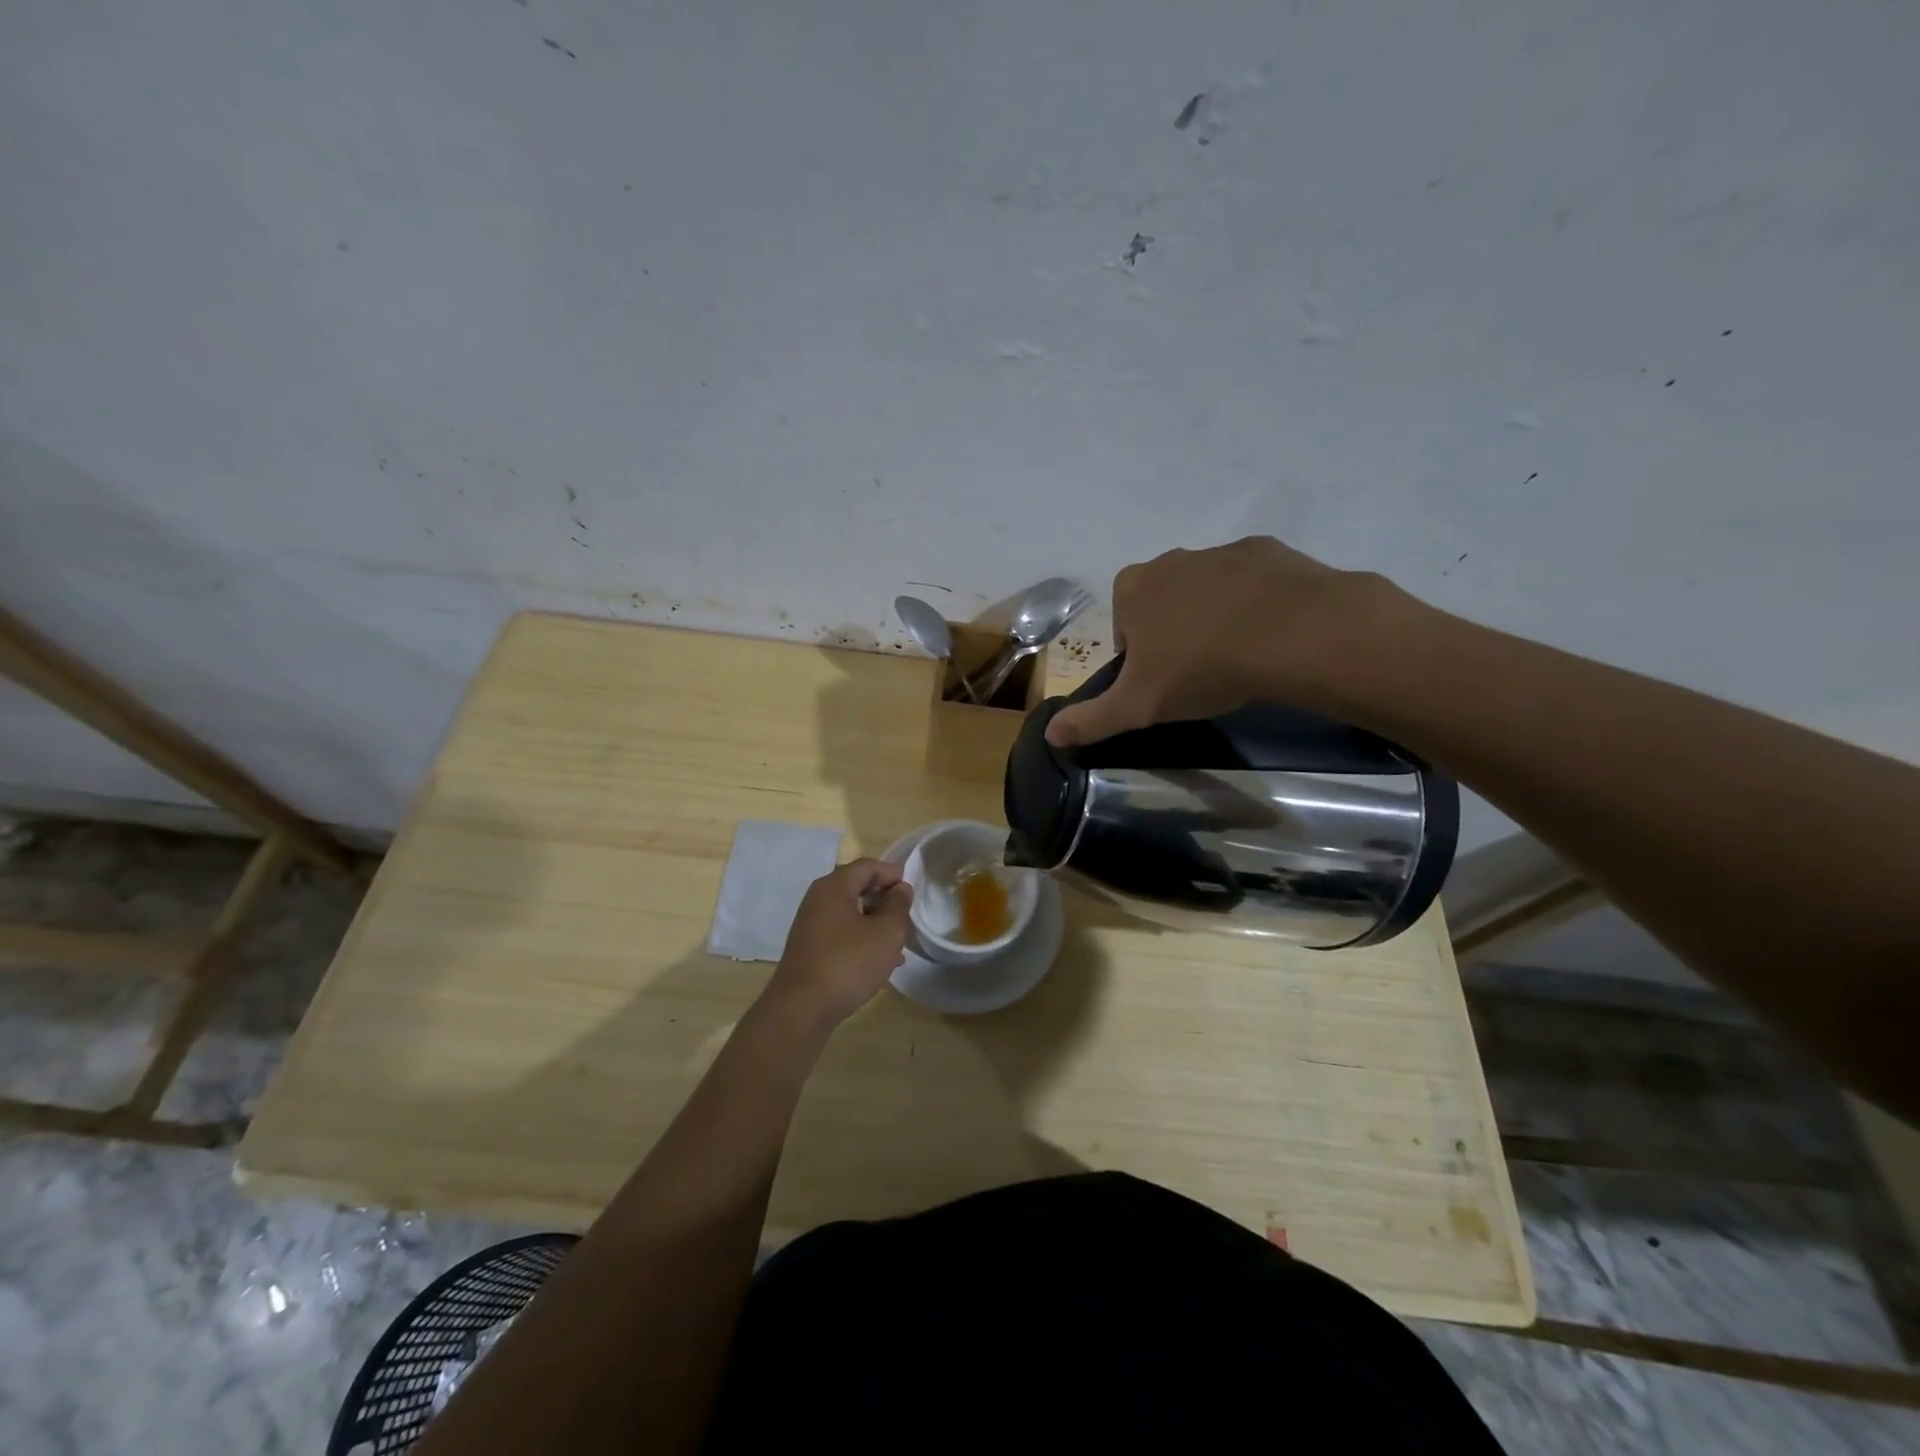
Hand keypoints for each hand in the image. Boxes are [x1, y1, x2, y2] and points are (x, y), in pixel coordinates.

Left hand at [765, 858, 913, 1026]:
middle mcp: (818, 900)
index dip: (893, 874)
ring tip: (898, 946)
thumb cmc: (848, 963)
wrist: (801, 1010)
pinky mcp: (810, 950)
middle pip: (857, 888)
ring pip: (851, 914)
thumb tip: (900, 889)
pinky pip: (842, 935)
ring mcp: (811, 926)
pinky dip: (862, 941)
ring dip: (876, 924)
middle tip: (906, 919)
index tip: (913, 893)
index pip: (868, 866)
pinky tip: (879, 965)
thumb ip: (898, 906)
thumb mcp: (886, 933)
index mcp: (833, 887)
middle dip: (885, 901)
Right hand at [1045, 536, 1406, 747]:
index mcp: (1132, 589)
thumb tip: (1051, 735)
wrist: (1291, 633)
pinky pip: (1251, 582)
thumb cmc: (1201, 667)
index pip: (1124, 628)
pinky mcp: (1267, 551)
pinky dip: (1255, 604)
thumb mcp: (1138, 706)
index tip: (1163, 683)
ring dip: (1214, 618)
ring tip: (1239, 657)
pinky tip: (1269, 635)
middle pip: (1163, 605)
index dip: (1139, 659)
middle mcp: (1170, 560)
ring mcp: (1220, 551)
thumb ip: (1092, 720)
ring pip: (1206, 592)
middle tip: (1200, 672)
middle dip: (1175, 634)